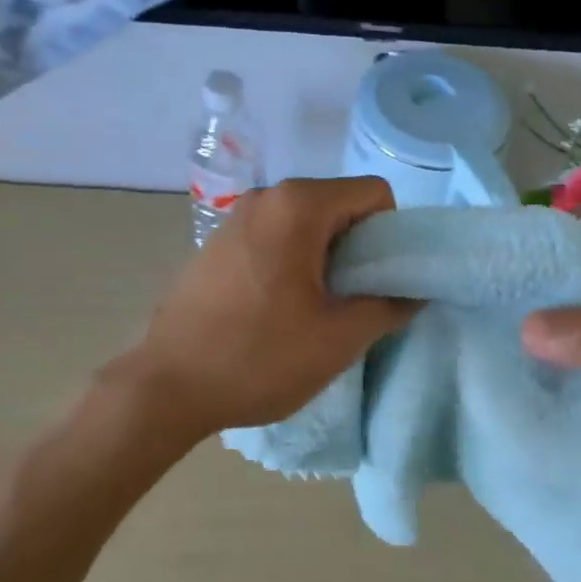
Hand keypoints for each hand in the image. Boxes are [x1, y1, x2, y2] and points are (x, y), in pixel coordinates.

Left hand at [108, 177, 417, 439]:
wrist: (167, 387)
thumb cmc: (260, 357)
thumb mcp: (338, 338)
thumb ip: (388, 307)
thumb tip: (413, 293)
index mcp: (298, 206)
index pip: (374, 194)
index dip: (391, 235)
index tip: (381, 280)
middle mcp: (264, 198)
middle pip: (338, 205)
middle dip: (359, 247)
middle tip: (355, 299)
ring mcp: (234, 219)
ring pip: (305, 223)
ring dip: (326, 258)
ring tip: (318, 308)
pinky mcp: (215, 244)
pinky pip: (273, 238)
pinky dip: (292, 262)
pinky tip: (279, 308)